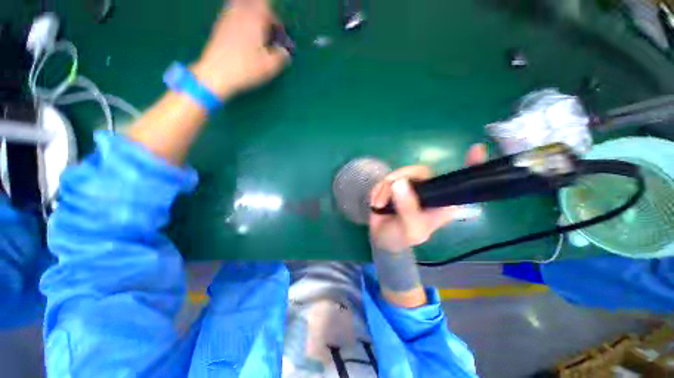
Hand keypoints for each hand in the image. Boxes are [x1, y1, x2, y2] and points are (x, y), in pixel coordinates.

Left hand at [191, 0, 290, 99]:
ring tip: (256, 32)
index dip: (275, 18)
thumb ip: (281, 57)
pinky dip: (241, 19)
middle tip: (267, 29)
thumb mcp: (270, 67)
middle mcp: (240, 12)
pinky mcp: (219, 25)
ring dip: (251, 15)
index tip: (278, 33)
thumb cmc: (245, 69)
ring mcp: (227, 17)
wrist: (216, 73)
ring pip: (241, 5)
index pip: (266, 6)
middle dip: (263, 14)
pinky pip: (232, 13)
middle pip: (254, 3)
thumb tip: (285, 52)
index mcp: (254, 18)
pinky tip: (244, 35)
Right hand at [369, 144, 487, 251]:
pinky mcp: (397, 183)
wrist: (381, 237)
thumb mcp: (409, 230)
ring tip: (379, 205)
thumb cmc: (400, 238)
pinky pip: (387, 177)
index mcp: (442, 204)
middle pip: (420, 171)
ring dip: (384, 189)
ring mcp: (412, 185)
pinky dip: (378, 189)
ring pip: (400, 173)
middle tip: (385, 198)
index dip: (472, 166)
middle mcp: (430, 190)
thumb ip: (408, 210)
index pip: (462, 184)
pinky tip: (377, 202)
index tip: (477, 149)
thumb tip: (399, 183)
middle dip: (399, 180)